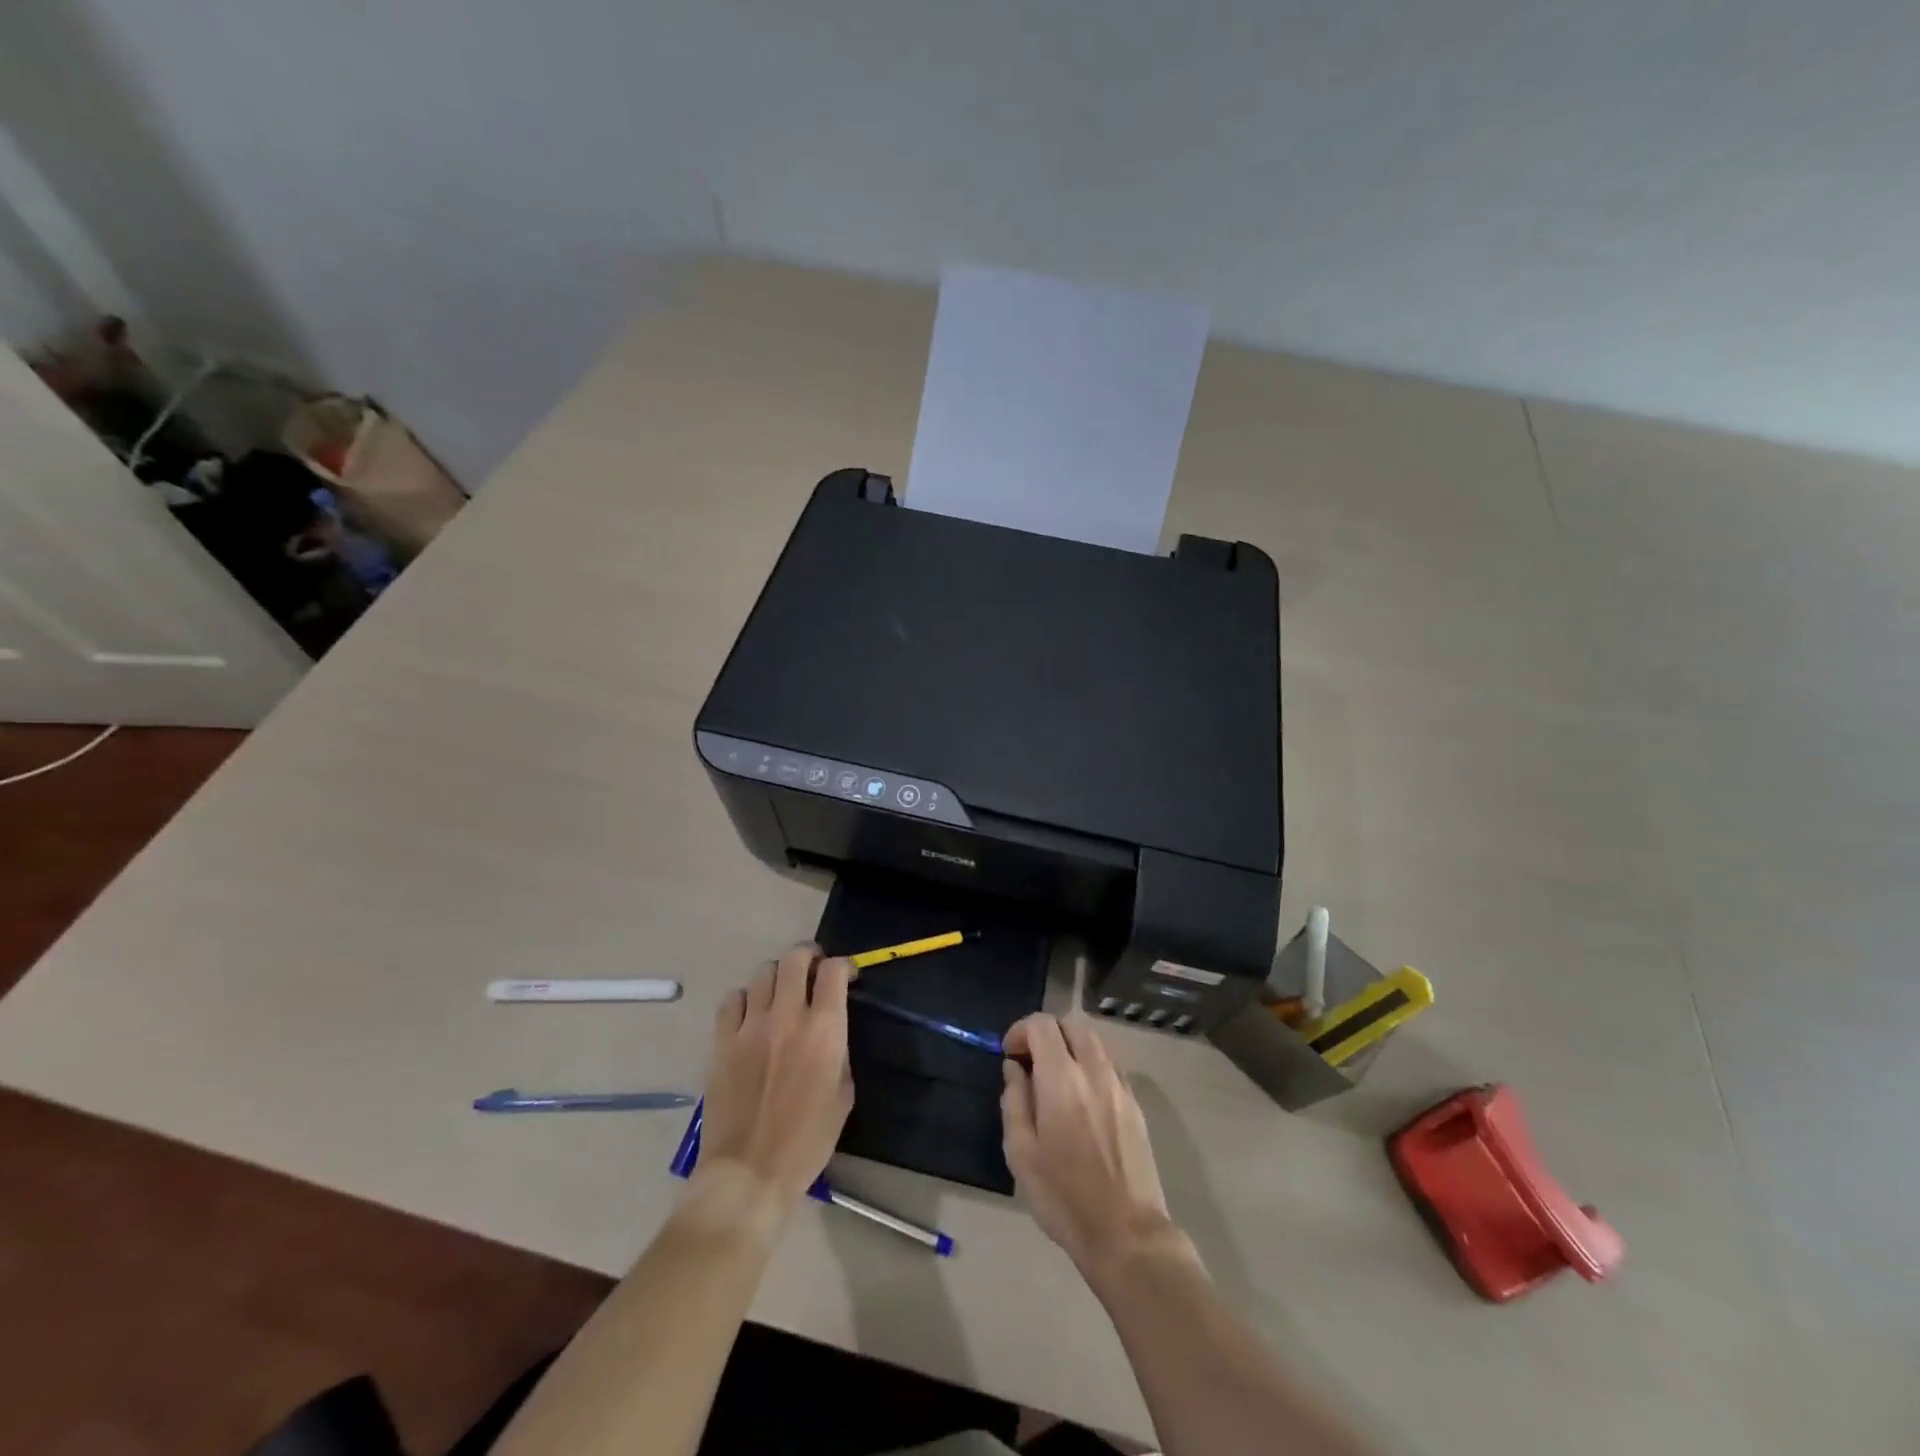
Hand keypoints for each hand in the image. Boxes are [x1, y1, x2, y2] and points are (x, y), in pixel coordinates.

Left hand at [695, 944, 854, 1211]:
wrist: (749, 1172)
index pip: (833, 971)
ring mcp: (749, 1026)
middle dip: (809, 955)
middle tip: (813, 969)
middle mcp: (787, 1016)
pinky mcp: (722, 1040)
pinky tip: (750, 1014)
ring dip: (778, 975)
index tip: (846, 977)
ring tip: (781, 991)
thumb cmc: (807, 1141)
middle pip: (795, 958)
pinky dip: (745, 998)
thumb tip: (831, 1033)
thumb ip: (839, 1052)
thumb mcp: (843, 1095)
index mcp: (824, 1029)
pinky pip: (732, 999)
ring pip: (763, 972)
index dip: (843, 966)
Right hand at [1001, 1012, 1182, 1275]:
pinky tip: (1080, 1097)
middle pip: (1071, 1024)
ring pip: (1094, 1041)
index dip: (1020, 1030)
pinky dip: (1090, 1064)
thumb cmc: (1064, 1197)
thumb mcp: (1021, 1153)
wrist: (1126, 1233)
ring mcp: (1119, 1085)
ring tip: (1054, 1078)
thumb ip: (1014, 1101)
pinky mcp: (1135, 1103)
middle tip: (1030, 1061)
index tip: (1009, 1054)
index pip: (1042, 1025)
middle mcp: (1094, 1071)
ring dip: (1070, 1046)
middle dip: (1047, 1033)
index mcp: (1062, 1079)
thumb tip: (1015, 1068)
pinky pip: (1109, 1064)